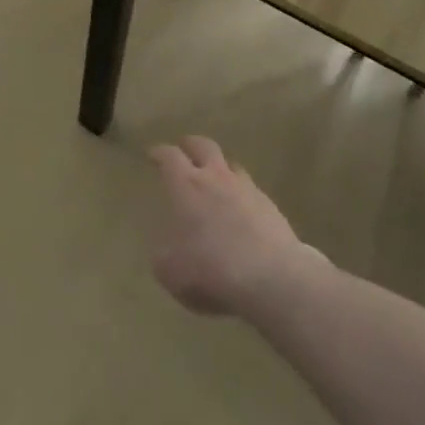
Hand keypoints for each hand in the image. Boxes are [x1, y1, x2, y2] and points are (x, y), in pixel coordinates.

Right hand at [149, 136, 321, 316]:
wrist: (272, 279)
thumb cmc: (211, 269)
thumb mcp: (170, 270)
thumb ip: (164, 253)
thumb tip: (166, 248)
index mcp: (186, 185)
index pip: (169, 156)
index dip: (159, 153)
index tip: (152, 154)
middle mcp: (216, 178)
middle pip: (203, 146)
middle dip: (190, 145)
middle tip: (183, 149)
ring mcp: (247, 190)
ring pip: (231, 165)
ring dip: (220, 168)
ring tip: (215, 179)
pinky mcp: (271, 207)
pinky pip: (251, 191)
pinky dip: (241, 195)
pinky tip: (241, 212)